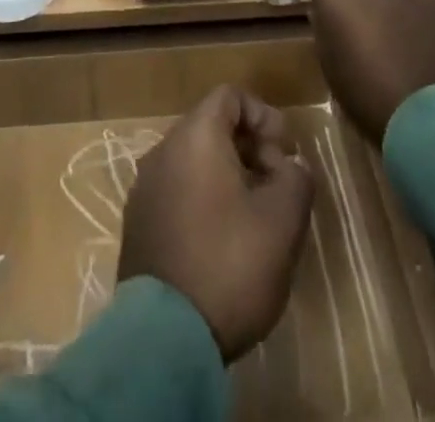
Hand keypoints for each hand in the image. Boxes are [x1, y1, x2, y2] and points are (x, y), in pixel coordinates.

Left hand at [118, 85, 313, 361]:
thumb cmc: (229, 265)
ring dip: (229, 175)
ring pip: (193, 160)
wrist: (165, 338)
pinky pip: (177, 190)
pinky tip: (224, 240)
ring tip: (256, 216)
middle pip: (211, 126)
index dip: (263, 115)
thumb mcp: (282, 221)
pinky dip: (204, 198)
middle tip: (278, 186)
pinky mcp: (138, 223)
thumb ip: (296, 178)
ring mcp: (145, 187)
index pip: (229, 96)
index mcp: (194, 137)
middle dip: (250, 147)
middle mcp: (162, 150)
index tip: (285, 151)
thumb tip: (291, 165)